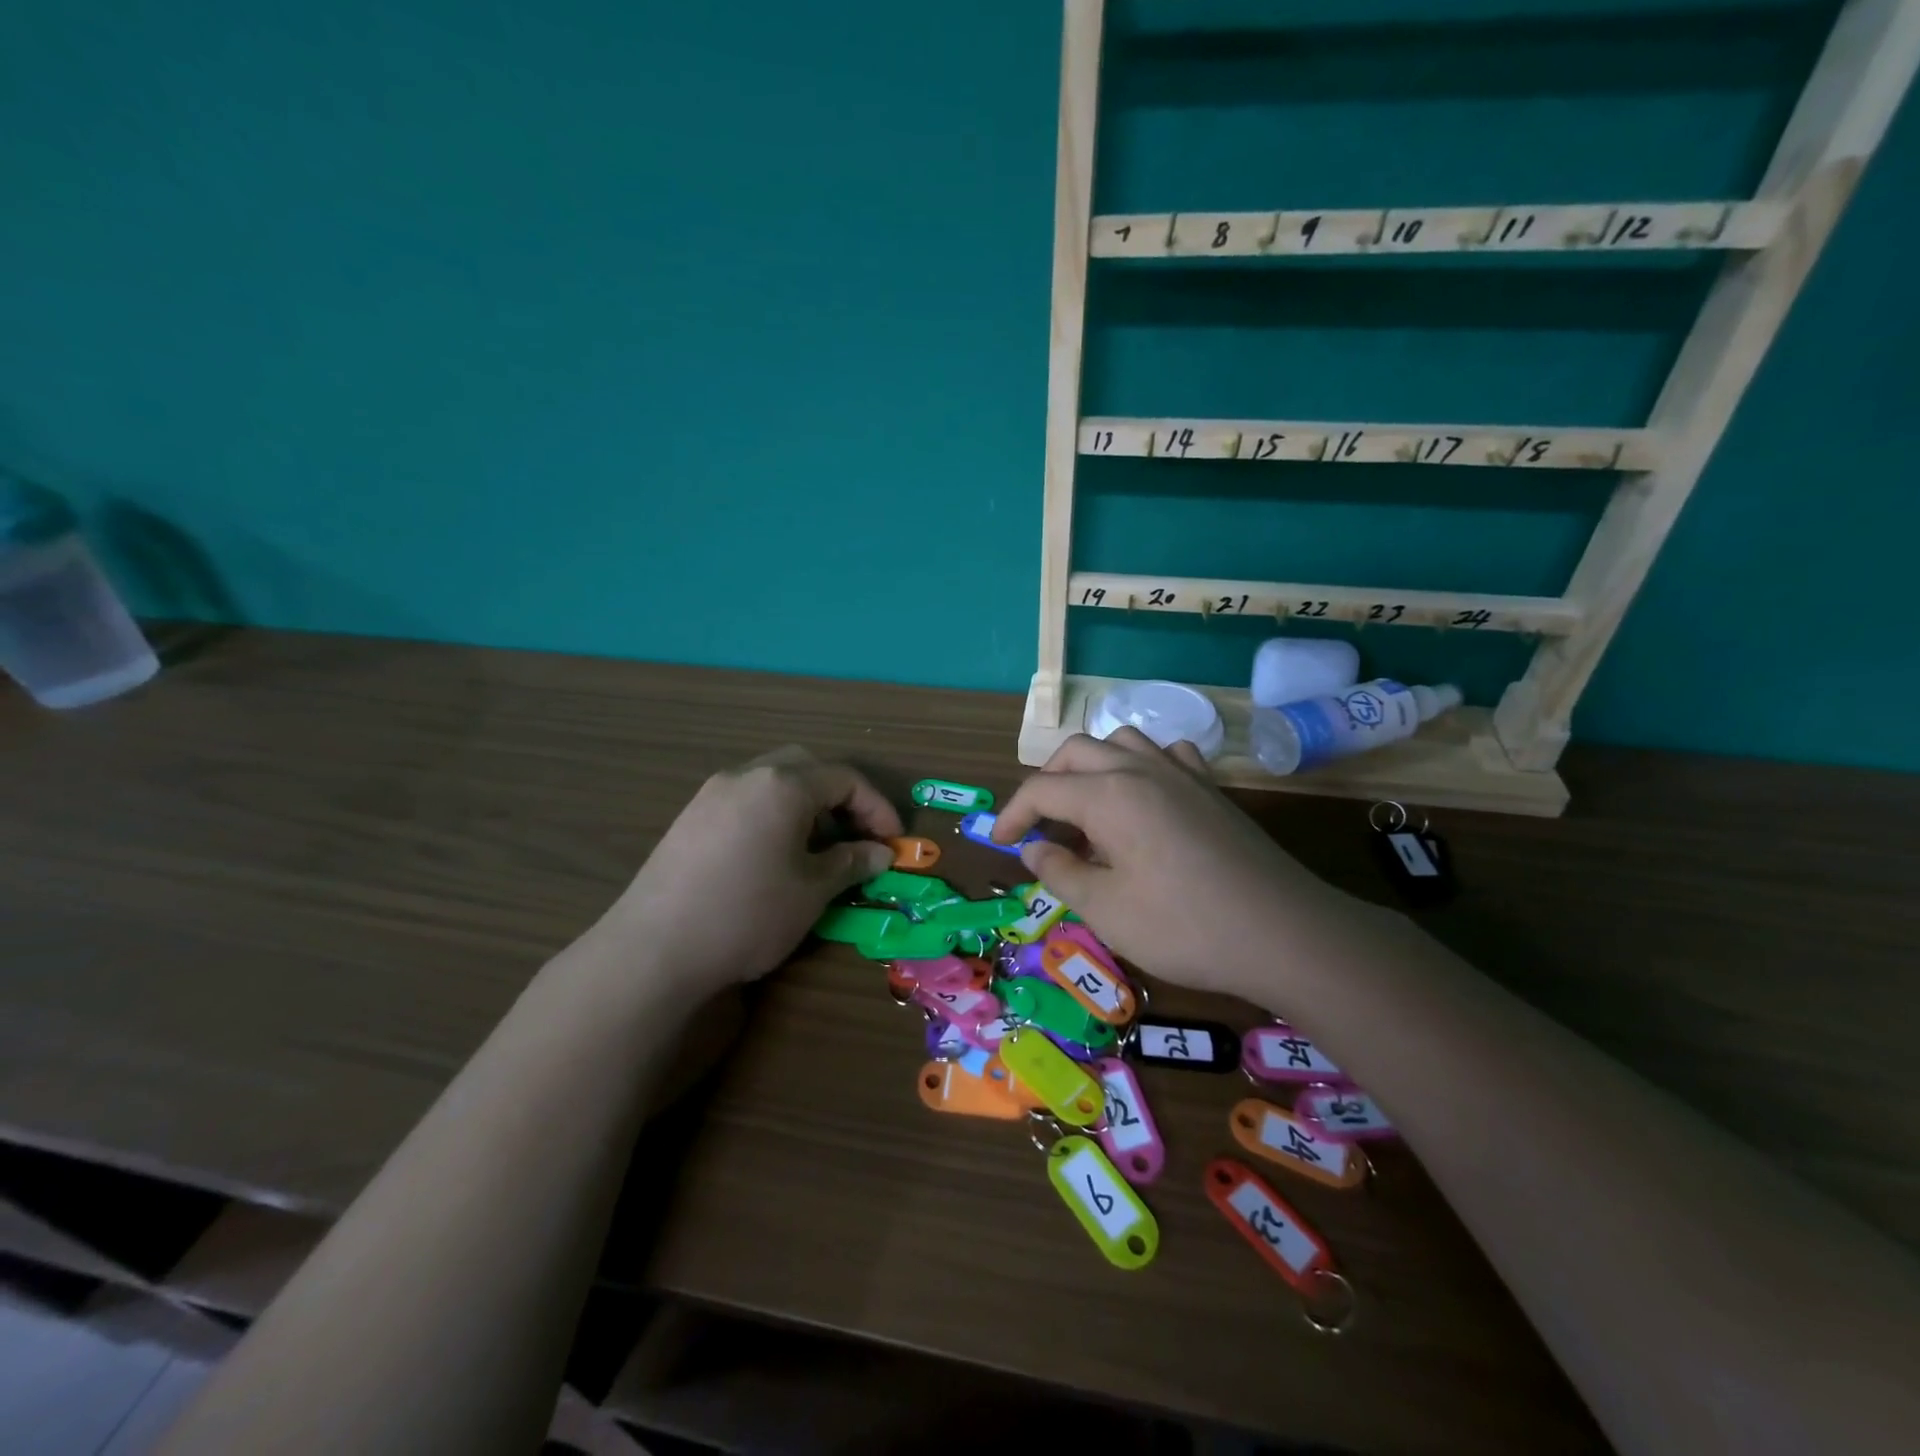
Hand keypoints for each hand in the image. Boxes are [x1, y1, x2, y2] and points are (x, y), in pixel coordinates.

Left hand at [602, 747, 901, 997]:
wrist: (654, 948)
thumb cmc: (748, 913)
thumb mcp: (812, 891)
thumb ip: (851, 863)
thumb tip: (880, 853)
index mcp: (783, 785)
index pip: (845, 779)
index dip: (877, 808)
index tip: (893, 843)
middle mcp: (746, 775)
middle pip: (807, 767)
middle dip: (840, 796)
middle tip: (856, 836)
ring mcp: (712, 793)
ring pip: (773, 781)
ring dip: (805, 804)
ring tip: (817, 848)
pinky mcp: (689, 817)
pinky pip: (745, 799)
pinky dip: (773, 814)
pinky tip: (773, 855)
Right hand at [991, 730, 1348, 998]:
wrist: (1283, 933)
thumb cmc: (1184, 926)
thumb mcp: (1106, 909)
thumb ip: (1060, 872)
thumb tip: (1033, 848)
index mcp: (1108, 794)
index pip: (1042, 788)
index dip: (1012, 814)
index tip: (998, 844)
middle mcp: (1141, 768)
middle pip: (1076, 753)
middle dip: (1046, 783)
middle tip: (1038, 827)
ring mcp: (1181, 773)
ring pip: (1121, 743)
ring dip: (1091, 768)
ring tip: (1086, 810)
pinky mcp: (1211, 789)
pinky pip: (1166, 755)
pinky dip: (1140, 767)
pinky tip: (1144, 799)